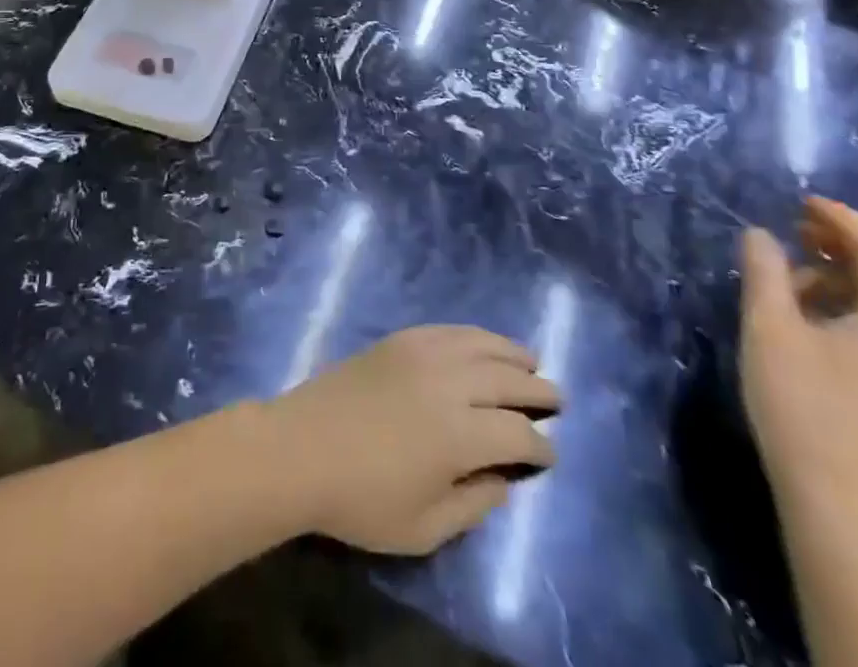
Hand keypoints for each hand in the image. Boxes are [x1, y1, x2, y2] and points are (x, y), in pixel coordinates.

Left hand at [269, 325, 558, 554]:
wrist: (300, 448)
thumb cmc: (360, 499)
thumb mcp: (423, 528)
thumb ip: (472, 505)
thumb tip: (503, 480)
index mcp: (459, 435)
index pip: (517, 435)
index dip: (539, 447)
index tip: (549, 455)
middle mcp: (448, 384)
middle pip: (506, 380)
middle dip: (537, 390)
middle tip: (556, 399)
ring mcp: (421, 354)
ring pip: (480, 344)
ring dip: (510, 352)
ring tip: (530, 360)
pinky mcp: (398, 340)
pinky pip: (446, 330)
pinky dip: (472, 334)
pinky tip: (481, 342)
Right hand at [740, 198, 857, 508]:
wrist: (832, 494)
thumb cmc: (802, 401)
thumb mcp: (770, 326)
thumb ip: (765, 272)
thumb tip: (760, 233)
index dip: (844, 221)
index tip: (802, 200)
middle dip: (845, 243)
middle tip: (796, 223)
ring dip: (843, 273)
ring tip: (792, 264)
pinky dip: (848, 301)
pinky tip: (807, 306)